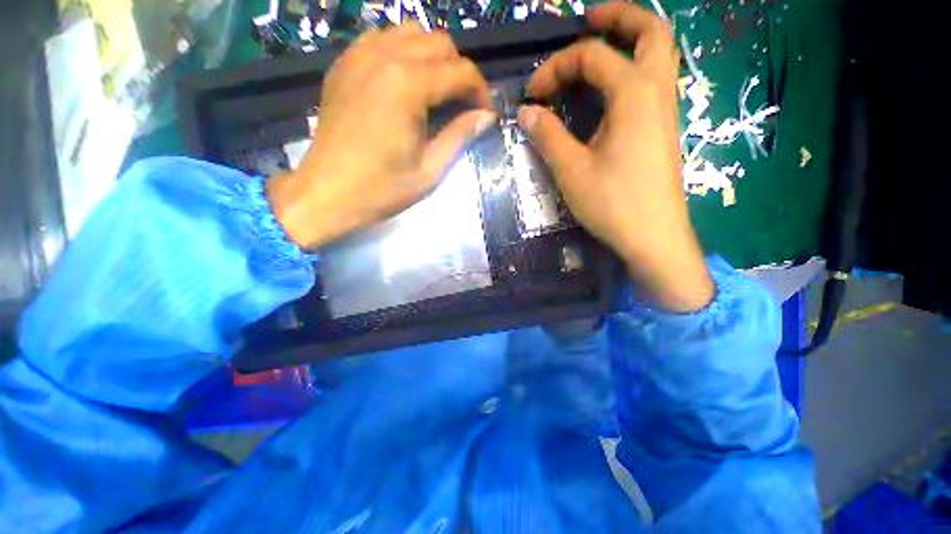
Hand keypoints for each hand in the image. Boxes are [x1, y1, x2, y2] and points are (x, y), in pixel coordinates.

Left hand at [267, 24, 494, 248]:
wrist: (327, 193)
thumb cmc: (382, 189)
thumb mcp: (430, 170)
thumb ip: (459, 136)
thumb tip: (485, 116)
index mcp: (408, 85)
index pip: (460, 71)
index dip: (481, 92)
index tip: (486, 114)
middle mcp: (384, 56)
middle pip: (439, 42)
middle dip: (460, 71)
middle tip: (463, 105)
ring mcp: (359, 56)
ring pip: (410, 33)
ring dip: (433, 58)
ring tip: (437, 91)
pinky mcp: (344, 64)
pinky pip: (381, 40)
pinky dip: (403, 53)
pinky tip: (406, 82)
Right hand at [518, 2, 713, 311]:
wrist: (653, 237)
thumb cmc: (613, 204)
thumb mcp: (571, 170)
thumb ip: (547, 135)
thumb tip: (527, 112)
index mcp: (634, 94)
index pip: (592, 56)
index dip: (556, 67)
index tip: (532, 94)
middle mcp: (657, 91)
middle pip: (651, 31)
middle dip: (618, 16)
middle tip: (587, 19)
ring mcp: (666, 110)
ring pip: (659, 54)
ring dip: (632, 39)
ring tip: (601, 46)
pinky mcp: (664, 130)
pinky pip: (655, 81)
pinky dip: (635, 68)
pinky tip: (612, 88)